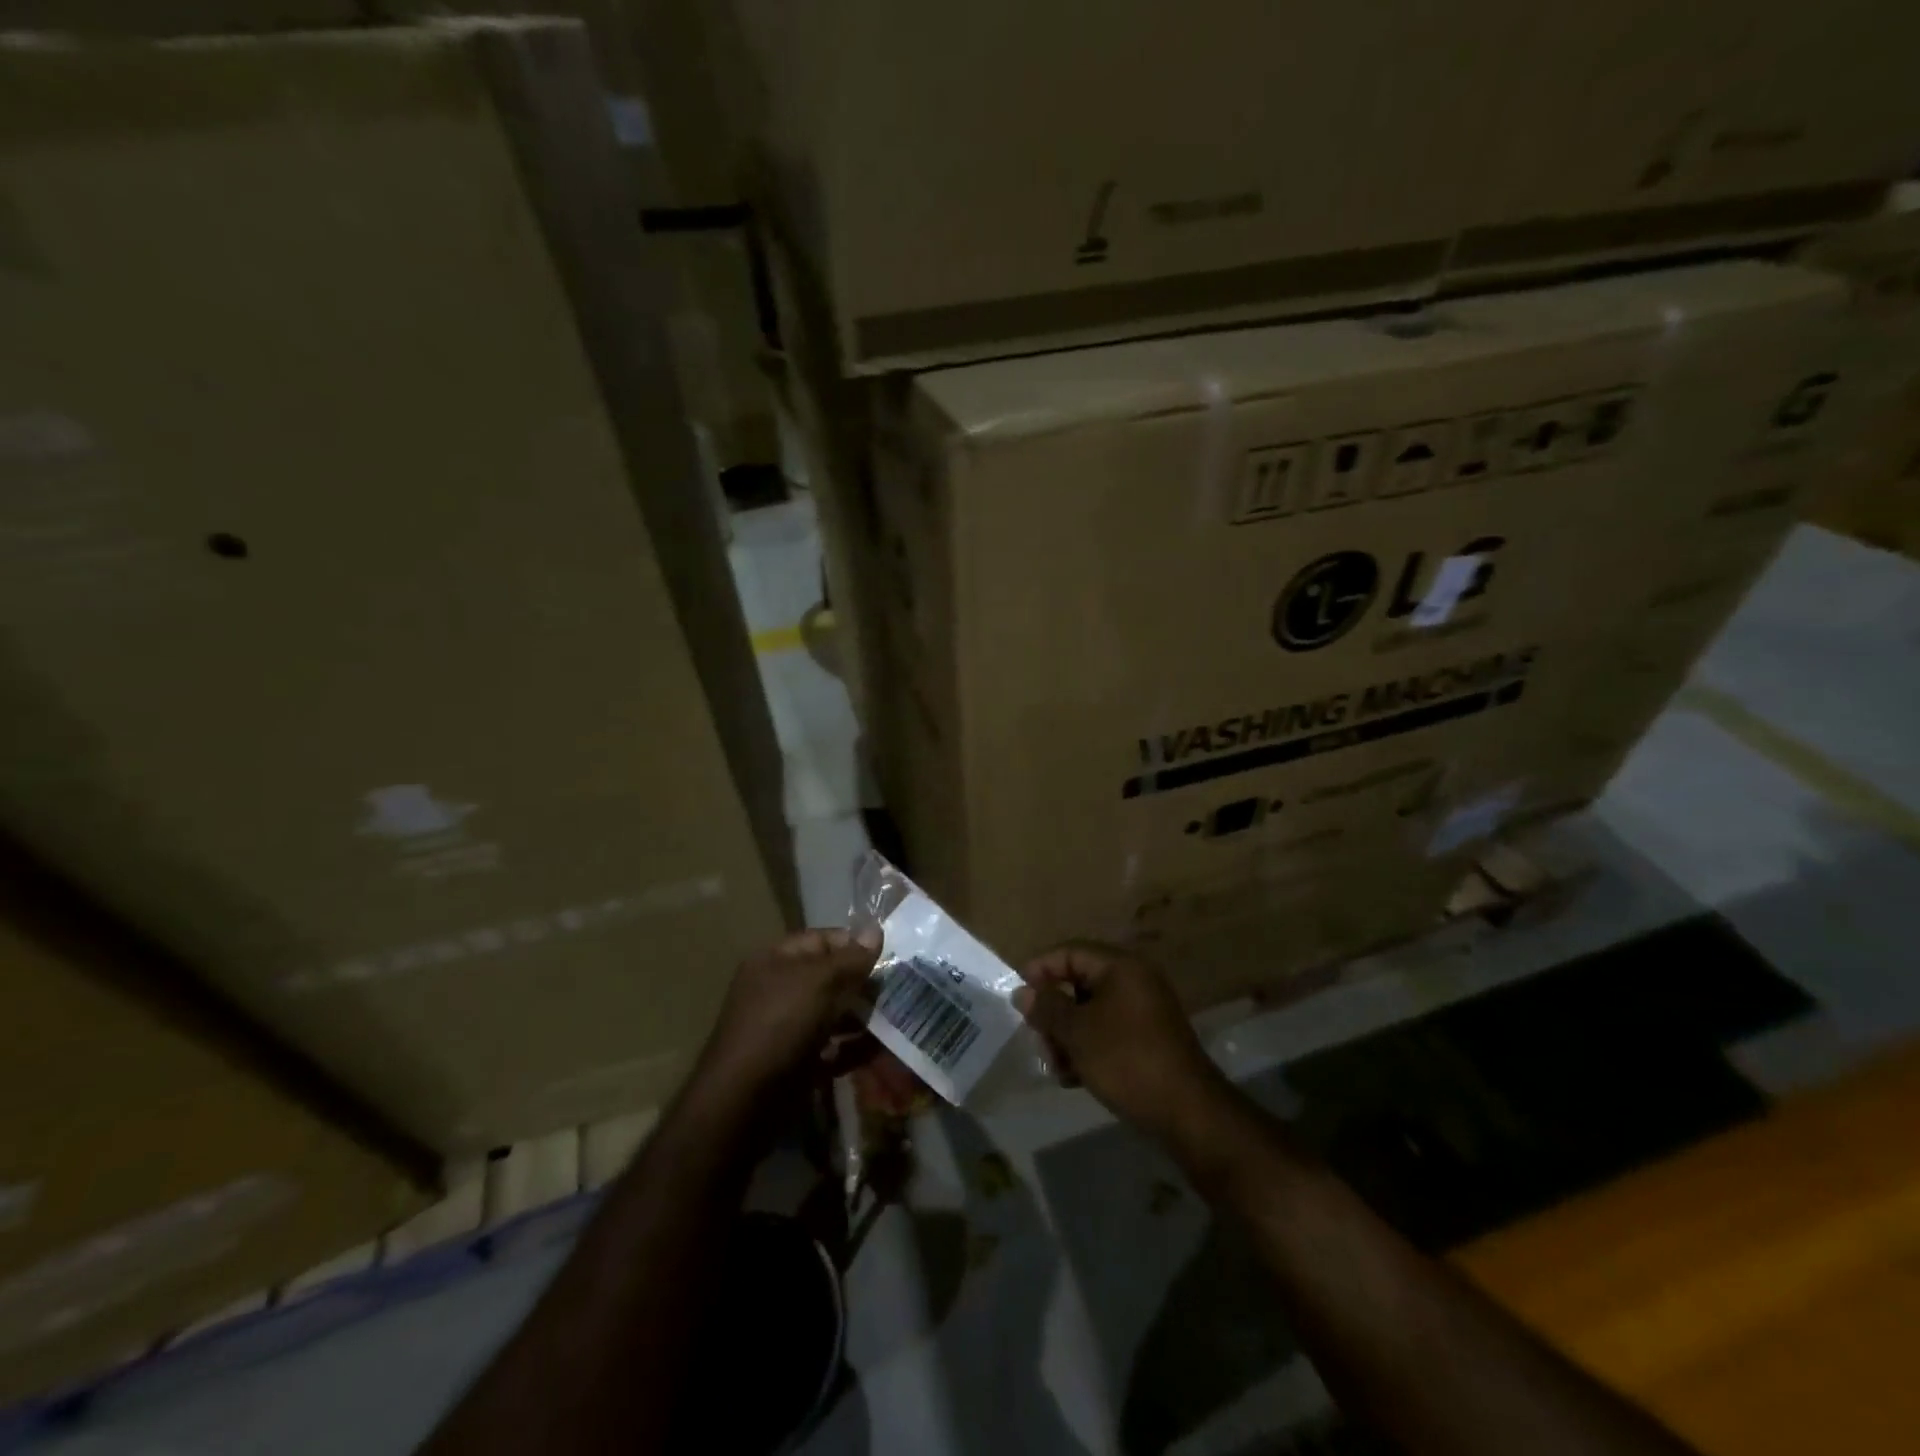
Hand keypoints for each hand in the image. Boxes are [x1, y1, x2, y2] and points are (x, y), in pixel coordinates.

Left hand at [695, 928, 881, 1095]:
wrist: (743, 1100)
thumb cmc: (780, 1024)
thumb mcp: (818, 981)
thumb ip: (850, 957)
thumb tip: (876, 928)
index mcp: (776, 961)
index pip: (821, 940)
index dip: (854, 944)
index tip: (889, 956)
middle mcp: (780, 990)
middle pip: (830, 978)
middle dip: (863, 983)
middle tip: (898, 990)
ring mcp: (788, 1029)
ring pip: (834, 1014)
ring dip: (864, 1016)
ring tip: (897, 1019)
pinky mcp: (797, 1063)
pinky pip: (832, 1048)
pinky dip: (855, 1048)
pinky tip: (881, 1048)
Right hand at [1016, 942, 1233, 1140]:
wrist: (1187, 1112)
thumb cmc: (1126, 1060)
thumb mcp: (1077, 1033)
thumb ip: (1047, 1008)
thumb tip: (1023, 991)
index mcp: (1120, 967)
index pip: (1070, 952)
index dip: (1040, 970)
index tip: (1018, 999)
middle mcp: (1134, 981)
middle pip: (1078, 983)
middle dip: (1054, 1013)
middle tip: (1040, 1042)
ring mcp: (1144, 1011)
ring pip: (1090, 1012)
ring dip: (1067, 1036)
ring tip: (1058, 1068)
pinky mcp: (1148, 1040)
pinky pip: (1107, 1032)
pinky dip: (1088, 1049)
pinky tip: (1076, 1078)